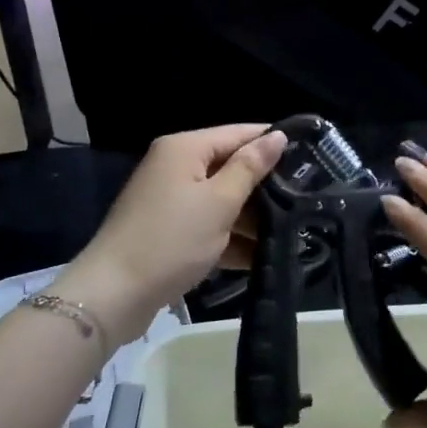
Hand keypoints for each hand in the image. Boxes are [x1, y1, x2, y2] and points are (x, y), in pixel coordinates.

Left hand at [57, 124, 286, 341]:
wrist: (114, 294)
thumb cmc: (172, 240)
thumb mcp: (219, 202)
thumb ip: (250, 168)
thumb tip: (277, 136)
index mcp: (185, 148)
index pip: (238, 133)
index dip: (272, 143)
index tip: (311, 157)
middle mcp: (175, 166)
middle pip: (229, 166)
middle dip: (264, 186)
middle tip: (306, 200)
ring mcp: (170, 200)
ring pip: (221, 199)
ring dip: (250, 217)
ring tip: (293, 232)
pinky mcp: (168, 230)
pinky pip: (207, 224)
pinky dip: (229, 238)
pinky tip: (260, 257)